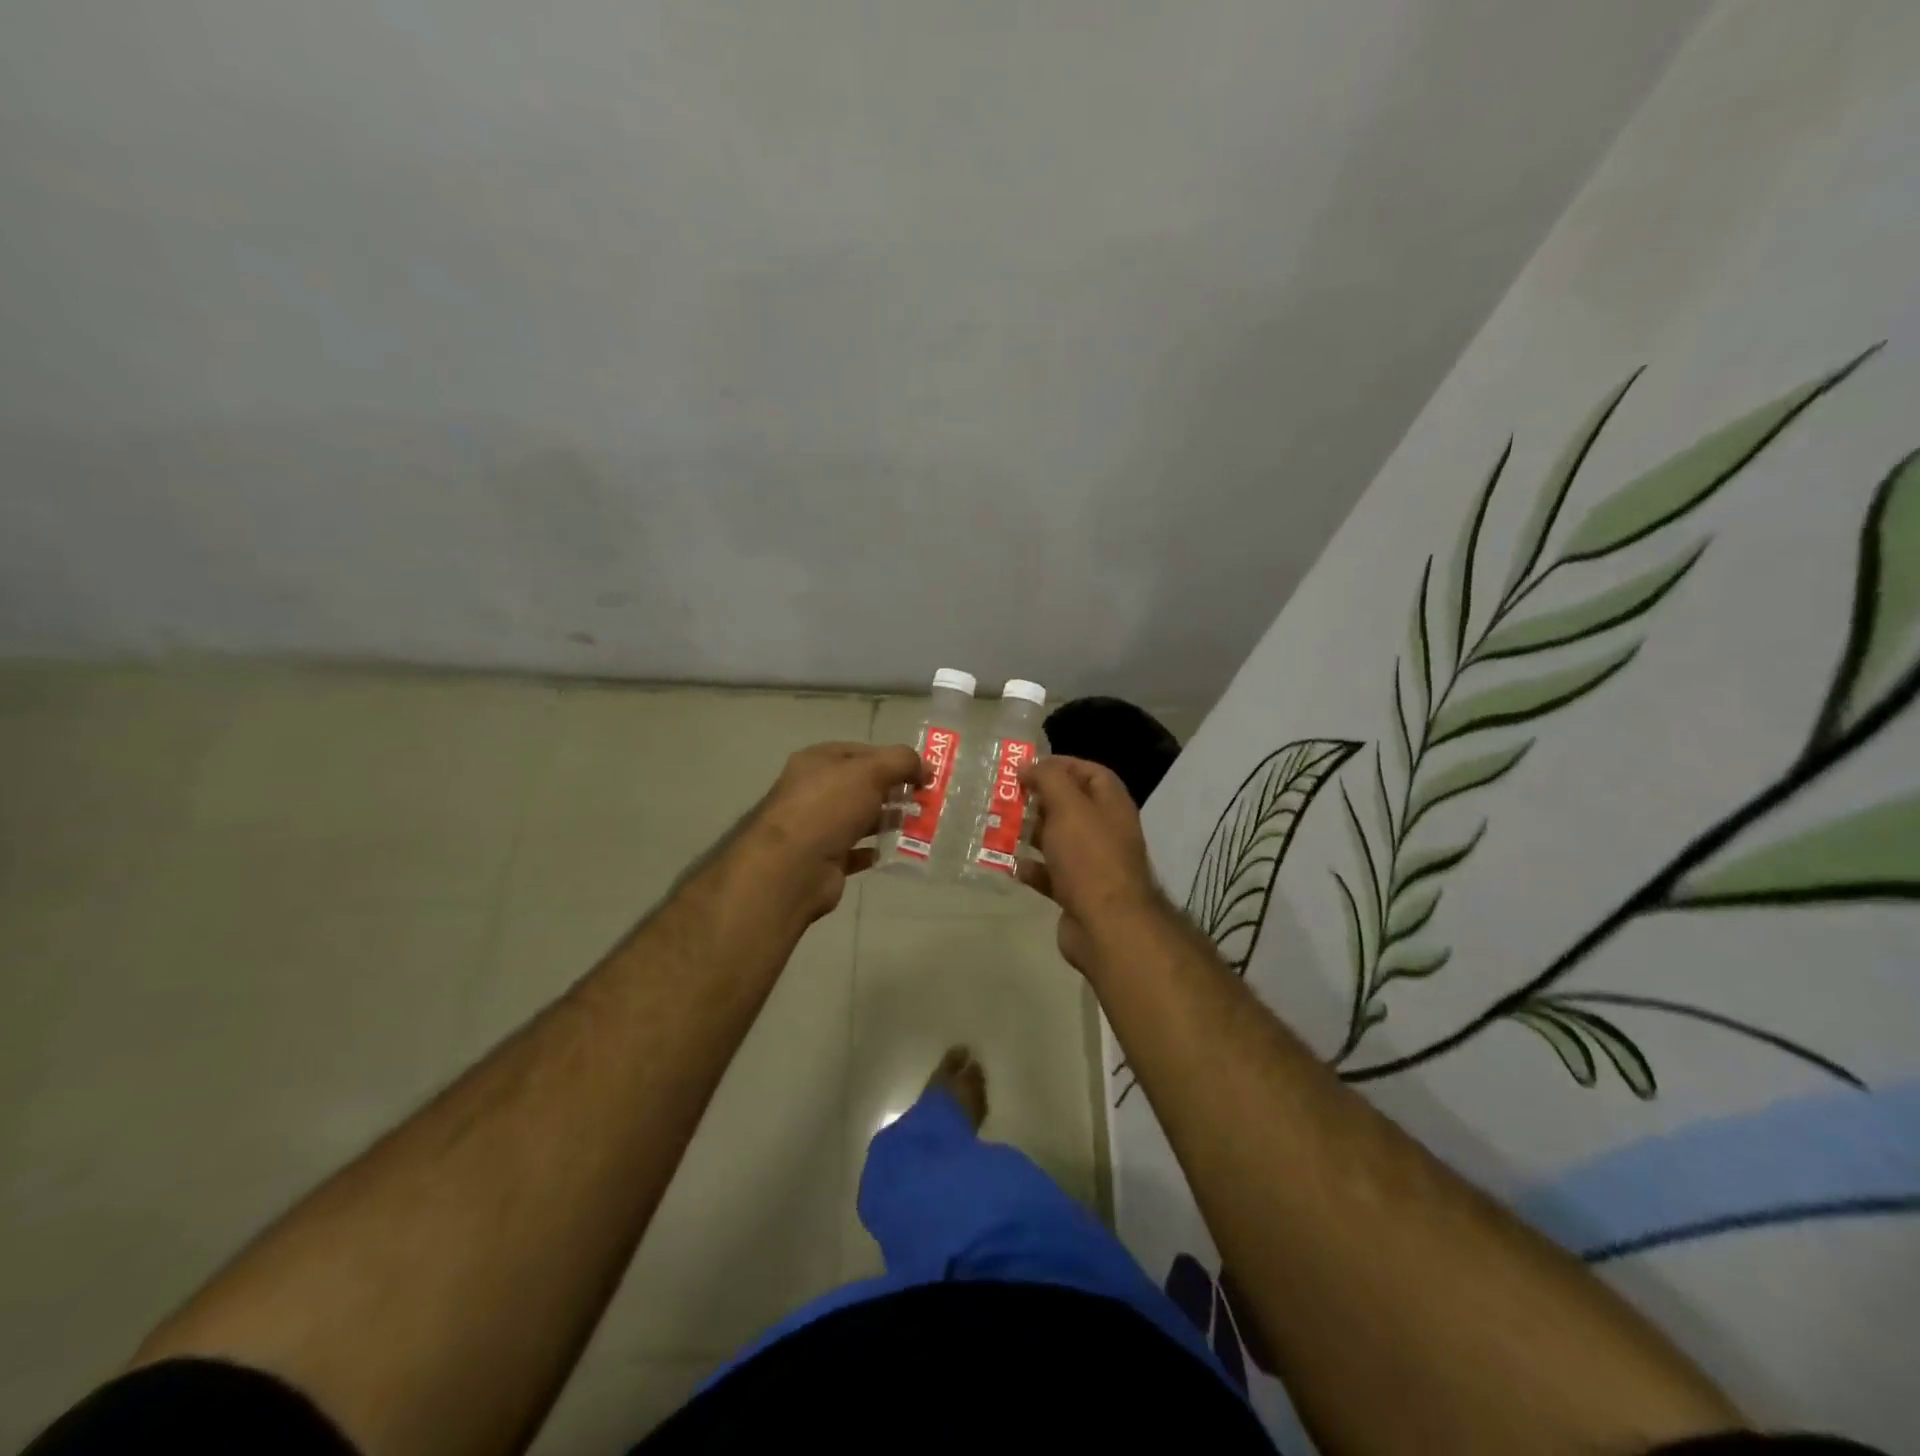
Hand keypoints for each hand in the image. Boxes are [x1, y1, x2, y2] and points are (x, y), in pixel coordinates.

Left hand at [732, 741, 922, 922]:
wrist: (792, 867)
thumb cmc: (829, 807)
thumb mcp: (870, 771)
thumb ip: (902, 761)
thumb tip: (926, 767)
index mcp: (817, 761)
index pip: (861, 752)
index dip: (893, 759)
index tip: (922, 773)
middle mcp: (814, 790)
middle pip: (861, 785)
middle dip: (894, 790)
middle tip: (925, 800)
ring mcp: (817, 826)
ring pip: (860, 818)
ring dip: (887, 820)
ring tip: (918, 825)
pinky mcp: (824, 859)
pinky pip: (856, 850)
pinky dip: (875, 850)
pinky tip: (895, 850)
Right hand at [1019, 756, 1170, 972]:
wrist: (1107, 925)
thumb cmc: (1089, 857)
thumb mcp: (1068, 807)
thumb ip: (1049, 779)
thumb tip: (1030, 765)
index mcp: (1111, 806)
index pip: (1091, 772)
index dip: (1061, 765)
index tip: (1028, 767)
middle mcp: (1105, 831)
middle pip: (1071, 806)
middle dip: (1040, 799)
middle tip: (1007, 796)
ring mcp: (1092, 864)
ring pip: (1058, 840)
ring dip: (1031, 833)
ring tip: (1001, 826)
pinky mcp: (1077, 893)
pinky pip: (1051, 874)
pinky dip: (1032, 868)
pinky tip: (1011, 864)